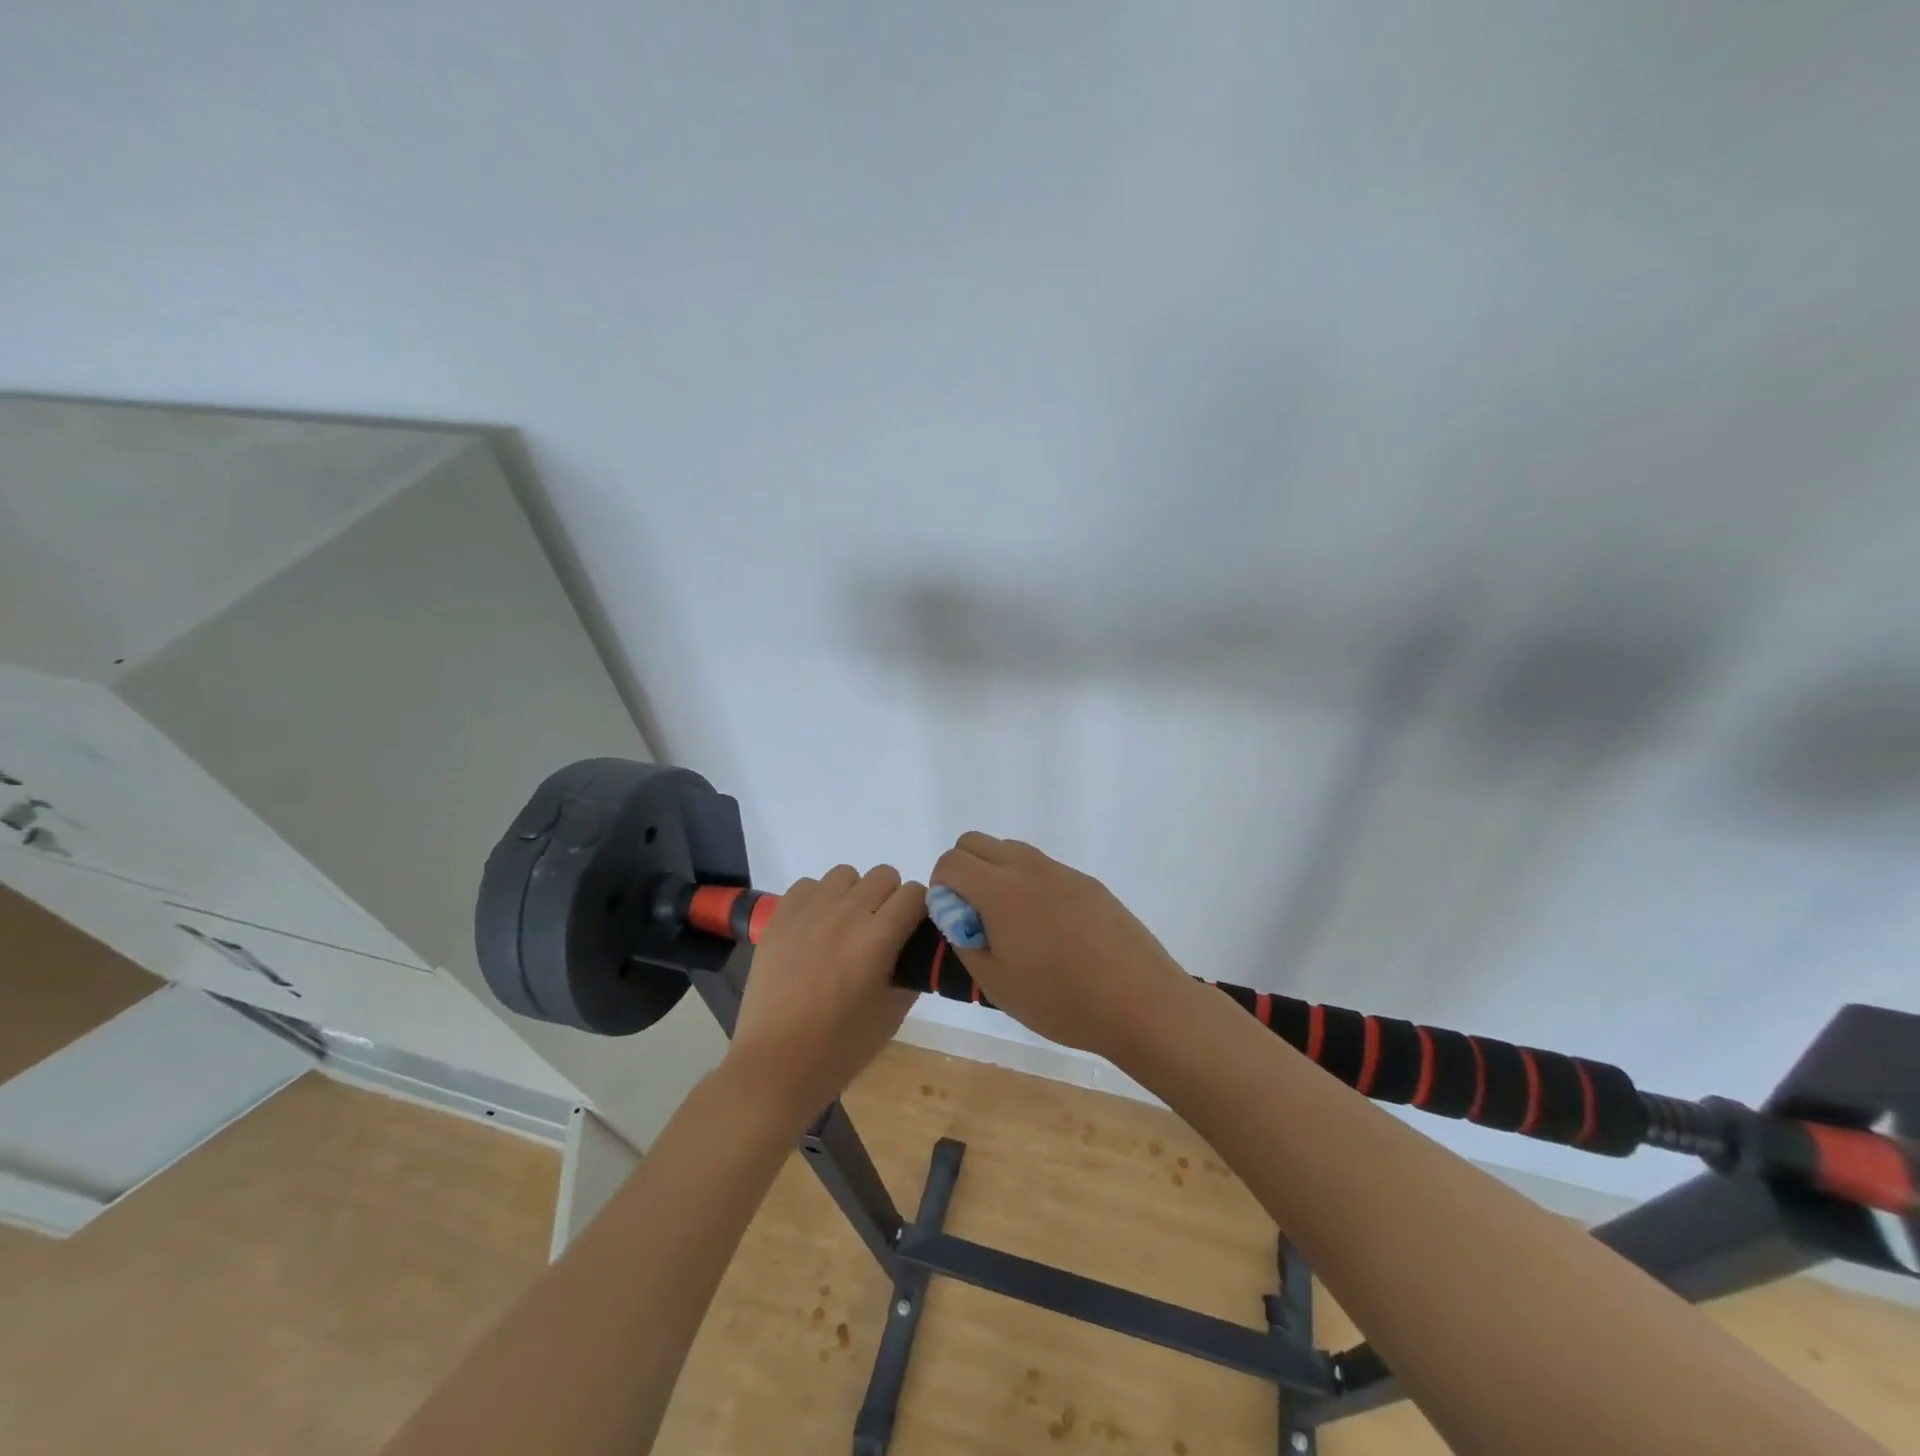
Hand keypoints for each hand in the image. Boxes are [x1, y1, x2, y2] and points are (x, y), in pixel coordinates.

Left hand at [725, 864, 923, 1114]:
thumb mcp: (893, 1014)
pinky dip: (819, 898)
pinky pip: (808, 885)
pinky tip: (816, 928)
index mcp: (878, 938)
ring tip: (846, 927)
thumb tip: (918, 948)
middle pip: (883, 875)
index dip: (920, 910)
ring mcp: (809, 911)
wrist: (776, 1064)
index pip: (915, 894)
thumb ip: (912, 971)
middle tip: (881, 932)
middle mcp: (845, 913)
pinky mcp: (780, 916)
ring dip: (854, 894)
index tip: (914, 929)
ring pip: (846, 874)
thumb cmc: (840, 1048)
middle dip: (890, 899)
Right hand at [929, 833, 1196, 1063]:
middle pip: (977, 842)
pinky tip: (1051, 931)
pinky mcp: (1089, 883)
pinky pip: (1044, 868)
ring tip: (1013, 926)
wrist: (1142, 1003)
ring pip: (1012, 851)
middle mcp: (1030, 868)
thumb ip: (964, 940)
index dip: (941, 887)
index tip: (954, 920)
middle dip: (963, 871)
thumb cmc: (1061, 1001)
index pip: (951, 861)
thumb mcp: (996, 984)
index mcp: (1001, 890)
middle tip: (975, 918)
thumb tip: (956, 913)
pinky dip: (1029, 884)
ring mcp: (1063, 872)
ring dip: (996, 875)